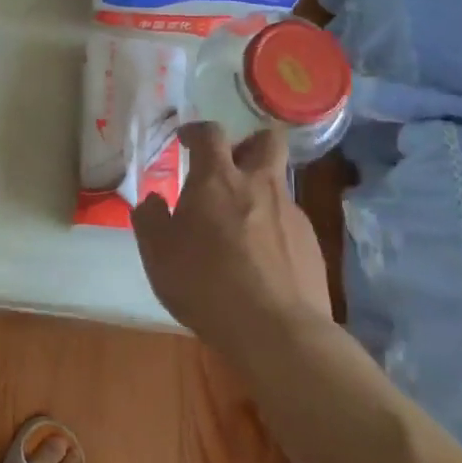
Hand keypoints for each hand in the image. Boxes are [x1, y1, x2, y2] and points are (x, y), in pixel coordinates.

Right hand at [130, 123, 332, 354]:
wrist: (276, 331)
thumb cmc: (205, 284)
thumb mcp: (158, 254)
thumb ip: (150, 220)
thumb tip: (152, 201)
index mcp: (217, 180)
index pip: (210, 134)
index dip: (196, 131)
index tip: (186, 140)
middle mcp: (259, 185)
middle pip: (267, 141)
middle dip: (248, 144)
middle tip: (229, 165)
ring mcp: (291, 213)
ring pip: (278, 184)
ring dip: (259, 192)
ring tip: (238, 225)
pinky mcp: (311, 244)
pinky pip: (288, 222)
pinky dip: (272, 229)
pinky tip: (259, 260)